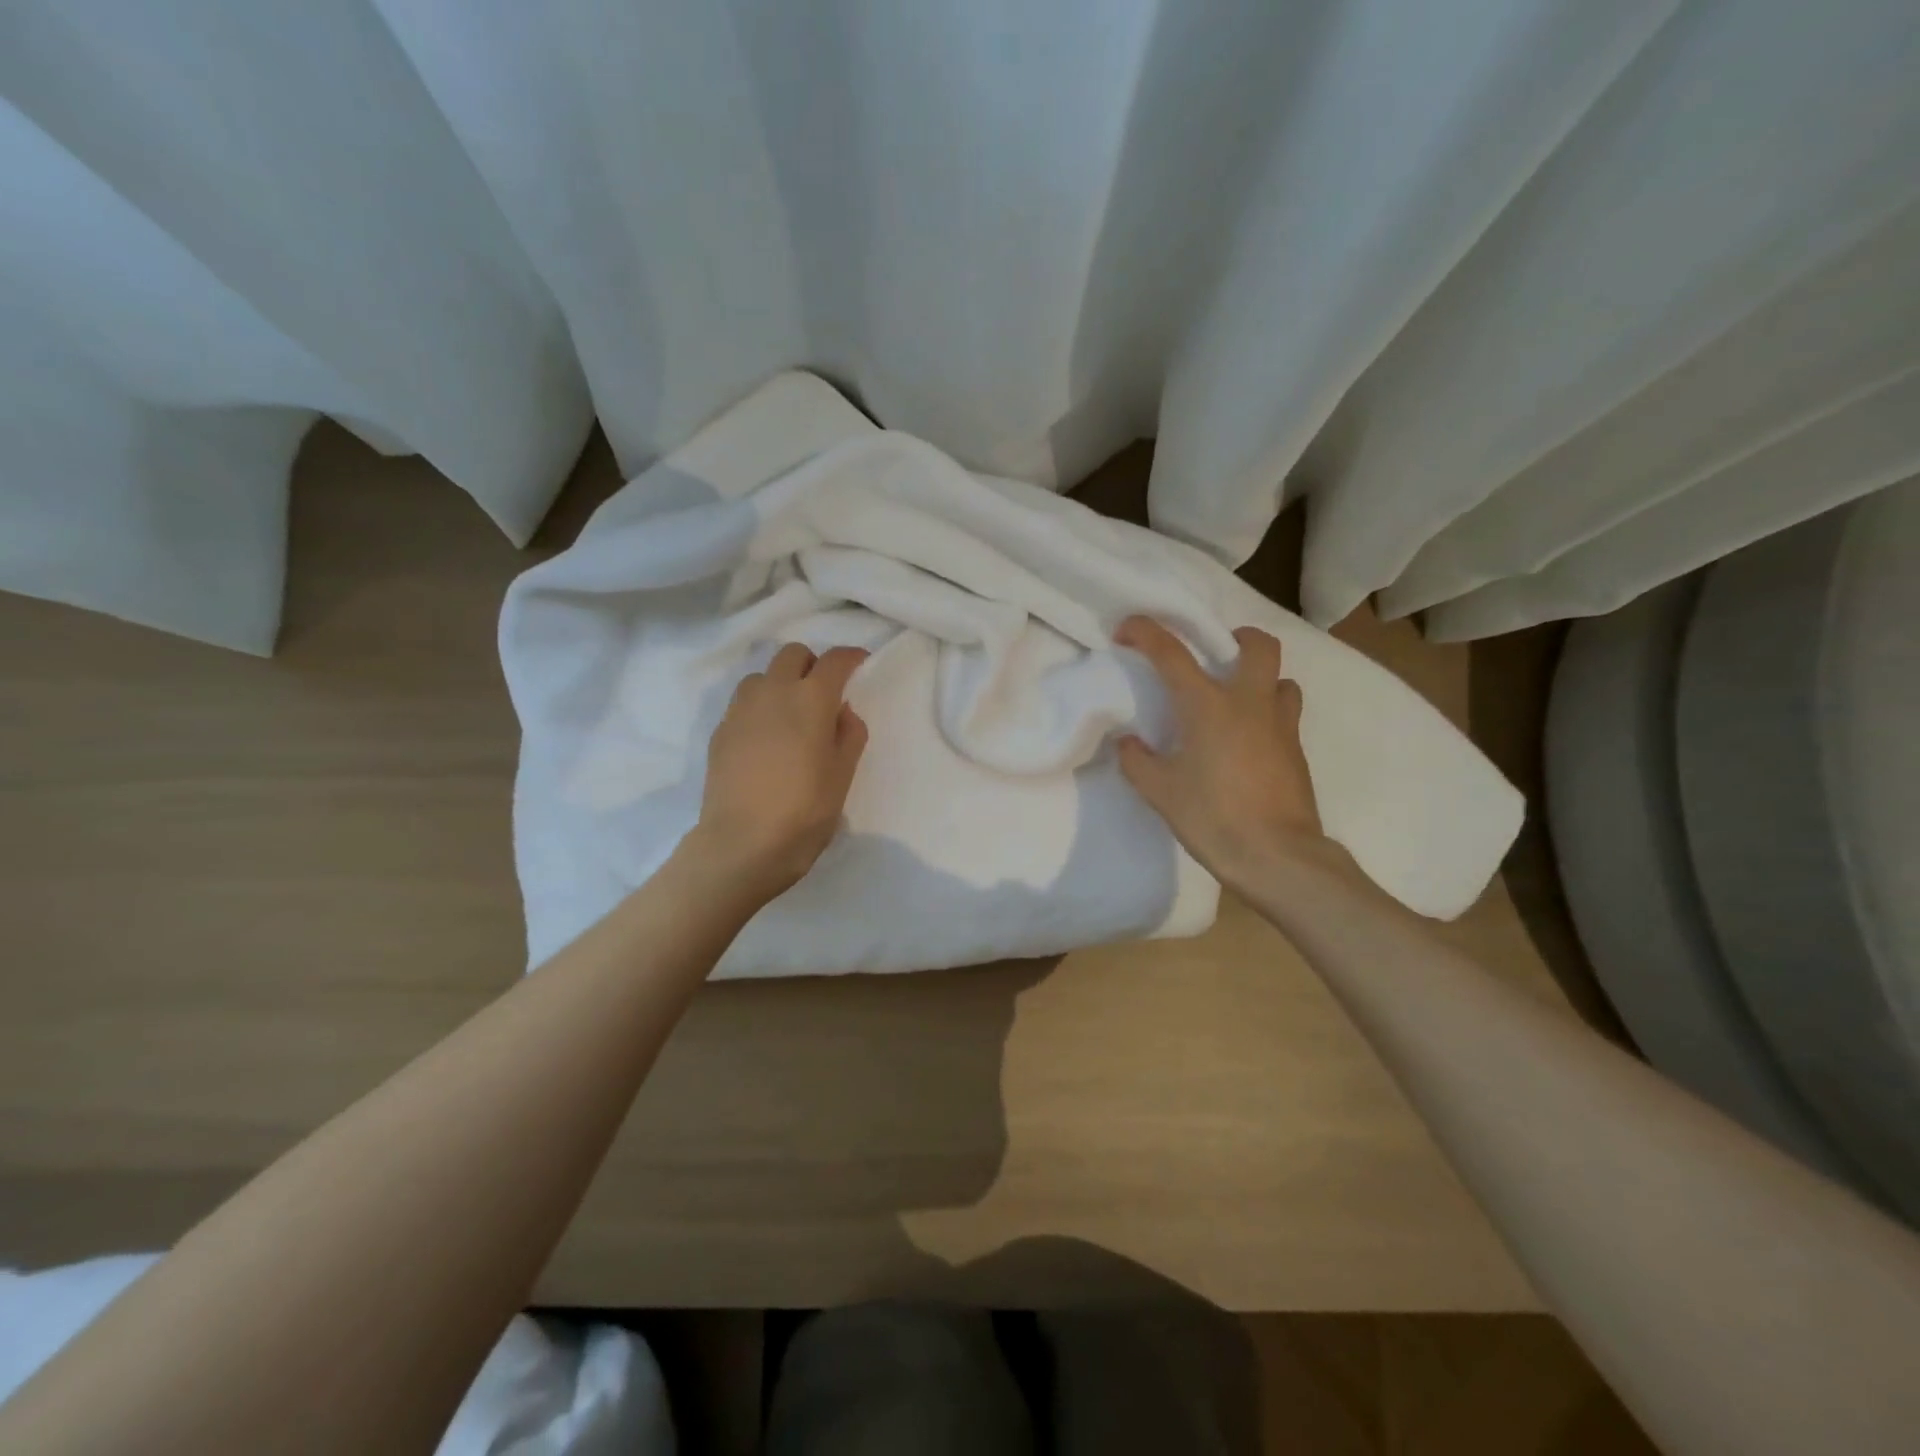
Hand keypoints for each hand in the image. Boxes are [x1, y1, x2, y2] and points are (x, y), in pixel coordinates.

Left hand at [690, 643, 868, 898]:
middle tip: (825, 694)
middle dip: (813, 664)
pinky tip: (766, 740)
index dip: (852, 657)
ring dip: (781, 683)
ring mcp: (741, 710)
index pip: (835, 660)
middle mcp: (773, 692)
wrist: (741, 844)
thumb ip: (850, 735)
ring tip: (791, 716)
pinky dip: (760, 707)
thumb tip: (843, 712)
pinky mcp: (720, 731)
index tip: (861, 665)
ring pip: (762, 676)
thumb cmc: (804, 811)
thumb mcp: (842, 776)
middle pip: (793, 654)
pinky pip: (743, 703)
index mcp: (810, 700)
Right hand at [1114, 616, 1332, 890]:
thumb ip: (1138, 761)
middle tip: (1216, 656)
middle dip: (1238, 637)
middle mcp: (1250, 703)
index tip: (1127, 628)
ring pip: (1281, 680)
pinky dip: (1267, 716)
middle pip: (1258, 645)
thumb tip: (1129, 743)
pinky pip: (1285, 715)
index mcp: (1209, 706)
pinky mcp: (1297, 752)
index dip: (1146, 632)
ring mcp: (1281, 726)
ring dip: (1260, 680)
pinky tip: (1247, 745)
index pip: (1172, 653)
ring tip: (1236, 703)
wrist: (1277, 858)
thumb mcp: (1161, 792)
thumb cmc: (1213, 818)